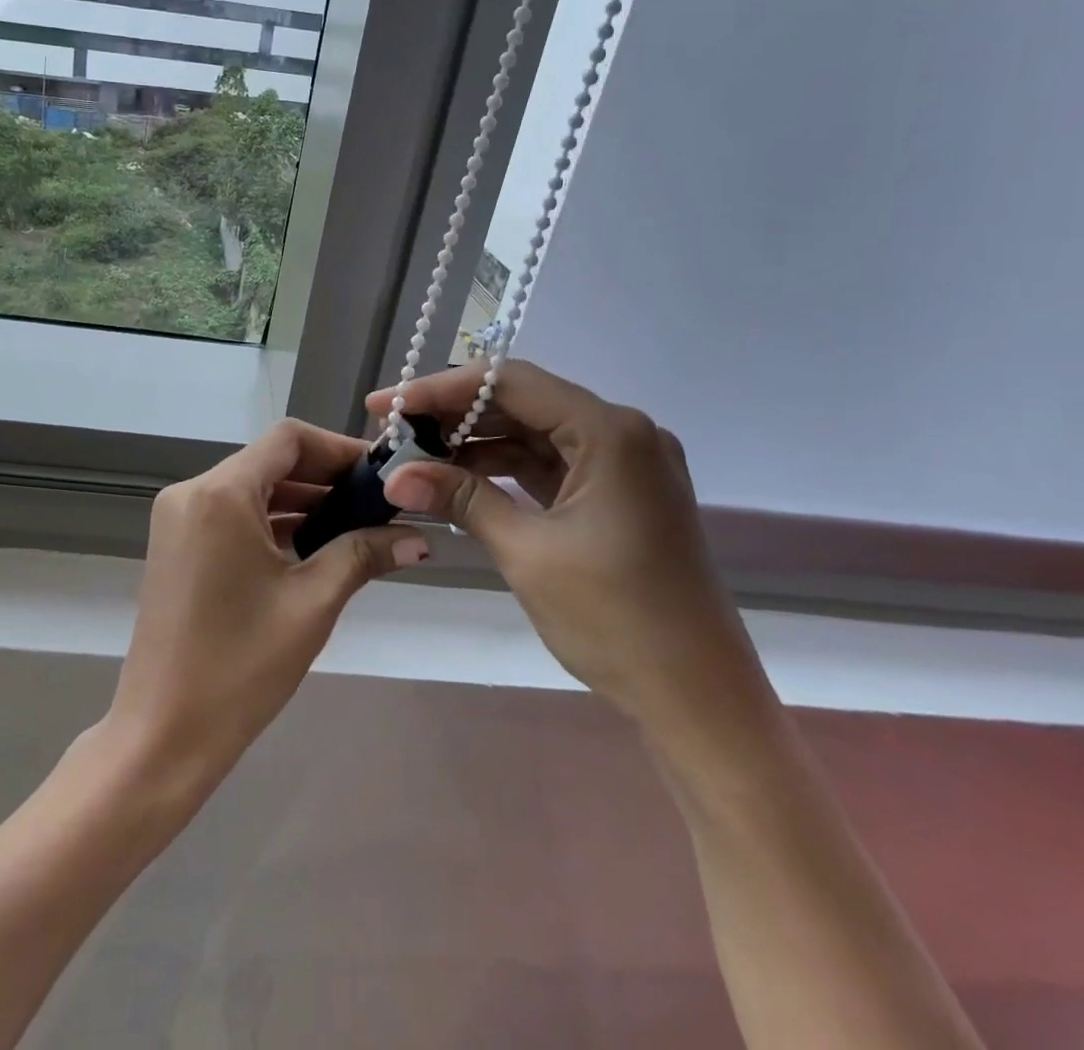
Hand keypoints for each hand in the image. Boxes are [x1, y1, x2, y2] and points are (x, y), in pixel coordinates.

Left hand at [105, 419, 428, 790]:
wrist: (163, 732)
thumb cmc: (240, 666)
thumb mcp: (311, 603)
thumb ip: (362, 555)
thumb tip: (418, 538)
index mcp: (220, 493)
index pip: (288, 439)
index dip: (338, 449)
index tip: (380, 475)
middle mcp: (191, 491)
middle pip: (269, 460)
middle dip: (324, 477)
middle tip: (377, 504)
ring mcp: (177, 518)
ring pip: (250, 487)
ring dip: (300, 500)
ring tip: (354, 525)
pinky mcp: (175, 544)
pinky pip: (230, 513)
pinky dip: (270, 520)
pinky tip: (311, 545)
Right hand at [368, 361, 770, 740]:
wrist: (698, 700)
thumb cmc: (616, 620)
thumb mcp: (526, 551)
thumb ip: (460, 499)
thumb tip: (393, 474)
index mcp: (609, 432)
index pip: (509, 383)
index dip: (439, 389)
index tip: (385, 405)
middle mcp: (623, 432)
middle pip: (522, 401)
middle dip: (453, 415)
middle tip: (393, 432)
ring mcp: (624, 464)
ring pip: (533, 432)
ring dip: (475, 442)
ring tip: (416, 457)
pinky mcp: (618, 494)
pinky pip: (550, 463)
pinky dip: (504, 468)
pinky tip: (459, 479)